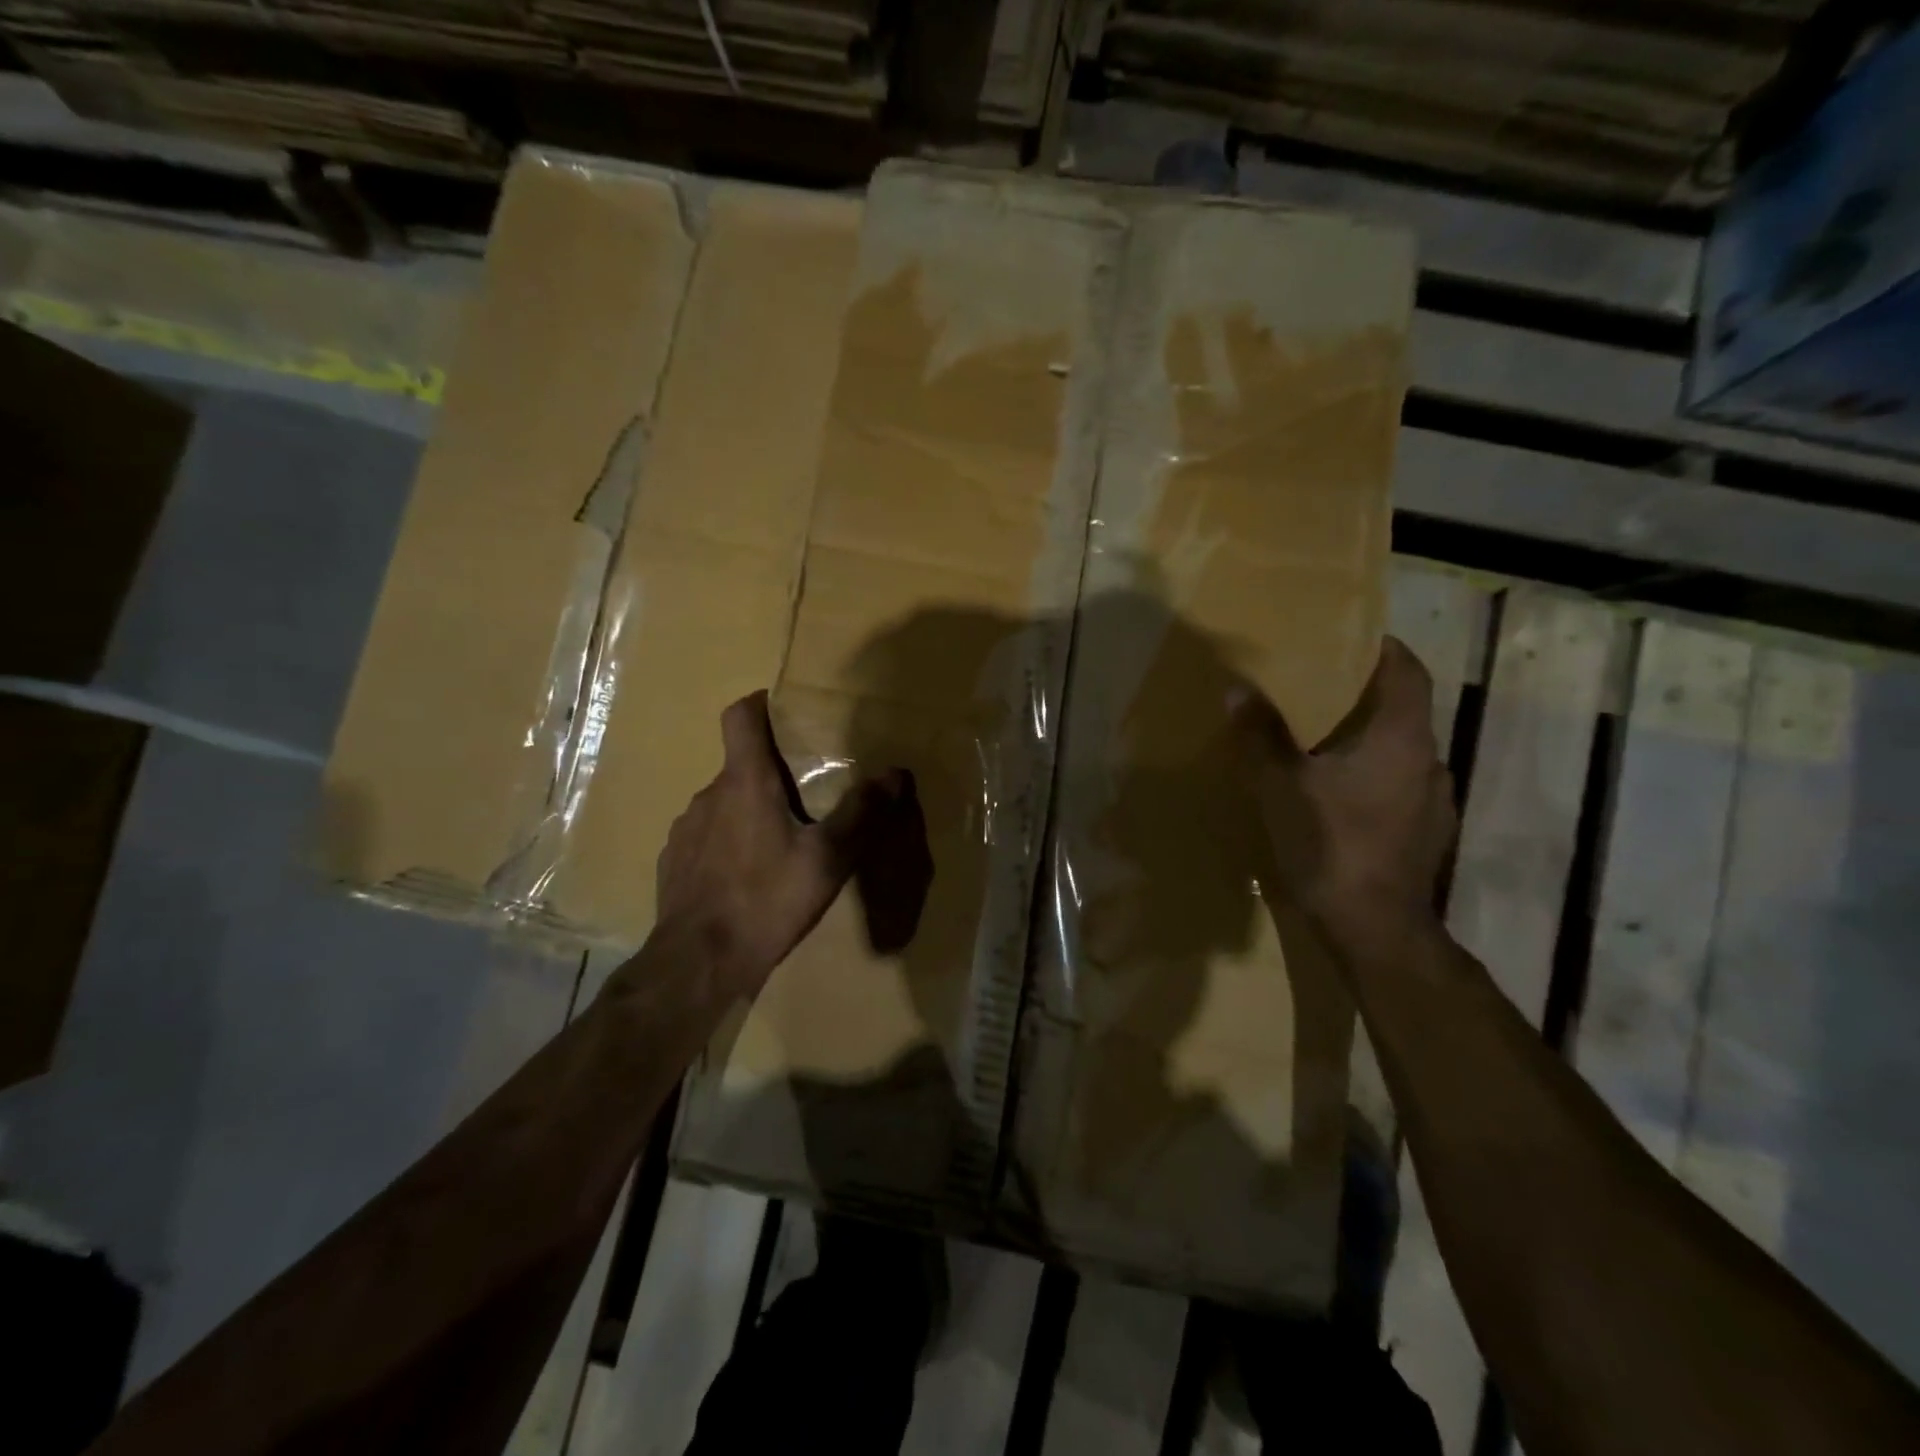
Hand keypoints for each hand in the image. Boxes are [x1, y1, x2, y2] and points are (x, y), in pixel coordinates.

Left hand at [654, 691, 915, 996]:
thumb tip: (895, 773)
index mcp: (745, 783)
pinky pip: (706, 835)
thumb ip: (862, 813)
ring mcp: (686, 828)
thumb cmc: (766, 900)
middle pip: (740, 764)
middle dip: (770, 772)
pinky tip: (744, 875)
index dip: (759, 704)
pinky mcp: (674, 859)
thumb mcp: (827, 860)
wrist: (698, 962)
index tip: (782, 709)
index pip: (740, 717)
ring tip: (777, 843)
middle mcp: (709, 794)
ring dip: (748, 810)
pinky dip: (727, 840)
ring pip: (723, 802)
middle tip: (804, 797)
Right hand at [1229, 638, 1455, 944]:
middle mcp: (1428, 762)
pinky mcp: (1426, 836)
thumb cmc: (1331, 843)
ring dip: (1367, 743)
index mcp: (1402, 738)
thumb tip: (1238, 688)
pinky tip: (1338, 799)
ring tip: (1321, 746)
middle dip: (1363, 698)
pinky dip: (1371, 780)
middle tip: (1316, 693)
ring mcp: (1433, 803)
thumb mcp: (1282, 785)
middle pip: (1403, 712)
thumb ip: (1261, 735)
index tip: (1352, 638)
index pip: (1408, 672)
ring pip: (1400, 754)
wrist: (1376, 930)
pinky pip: (1398, 789)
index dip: (1384, 648)